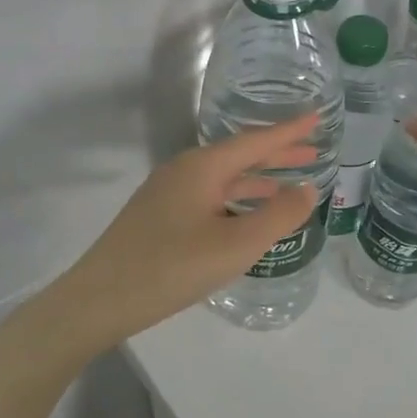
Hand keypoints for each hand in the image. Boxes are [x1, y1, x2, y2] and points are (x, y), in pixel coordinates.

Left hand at [40, 115, 320, 351]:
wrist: (98, 301)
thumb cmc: (172, 268)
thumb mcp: (236, 245)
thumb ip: (278, 216)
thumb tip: (307, 189)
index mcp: (202, 167)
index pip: (256, 141)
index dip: (289, 131)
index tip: (317, 117)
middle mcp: (184, 171)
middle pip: (239, 156)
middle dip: (276, 154)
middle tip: (313, 153)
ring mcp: (167, 193)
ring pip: (222, 178)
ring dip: (256, 179)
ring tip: (287, 184)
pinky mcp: (158, 217)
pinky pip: (208, 196)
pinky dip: (235, 199)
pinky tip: (245, 217)